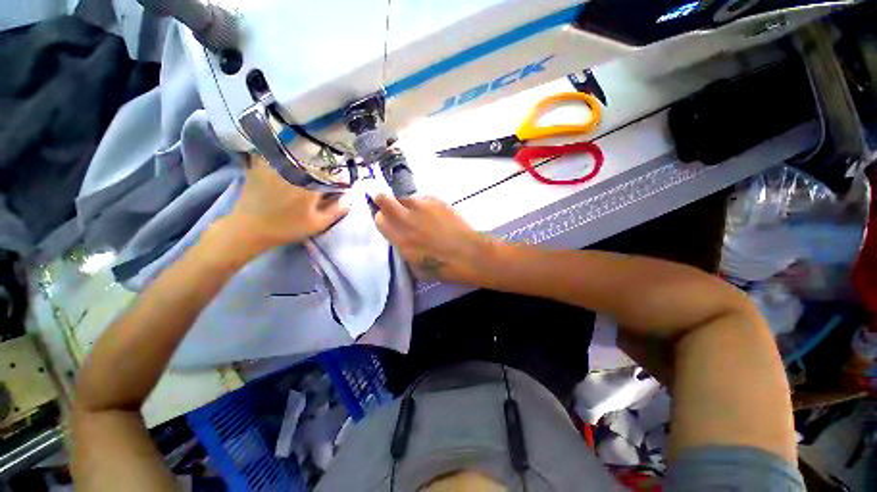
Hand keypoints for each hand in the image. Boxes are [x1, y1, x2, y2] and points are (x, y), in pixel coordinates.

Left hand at [223, 155, 348, 253]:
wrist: (249, 228)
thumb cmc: (287, 228)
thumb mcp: (318, 224)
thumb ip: (339, 209)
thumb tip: (353, 194)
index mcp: (310, 184)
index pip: (334, 170)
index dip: (342, 172)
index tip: (343, 178)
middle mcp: (293, 169)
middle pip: (317, 155)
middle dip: (328, 159)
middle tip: (332, 165)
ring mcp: (275, 163)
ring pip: (298, 148)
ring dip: (310, 150)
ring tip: (315, 155)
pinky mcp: (261, 161)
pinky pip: (278, 147)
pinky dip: (288, 147)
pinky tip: (293, 151)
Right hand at [372, 194, 495, 283]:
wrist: (468, 254)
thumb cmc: (443, 267)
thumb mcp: (414, 266)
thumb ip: (403, 248)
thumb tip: (401, 238)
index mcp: (400, 239)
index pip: (379, 219)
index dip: (382, 218)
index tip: (387, 220)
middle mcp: (407, 219)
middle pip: (383, 199)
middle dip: (384, 201)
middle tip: (392, 207)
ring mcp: (422, 207)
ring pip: (405, 197)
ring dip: (407, 204)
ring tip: (420, 214)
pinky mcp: (436, 201)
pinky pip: (423, 198)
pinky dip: (424, 205)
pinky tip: (435, 215)